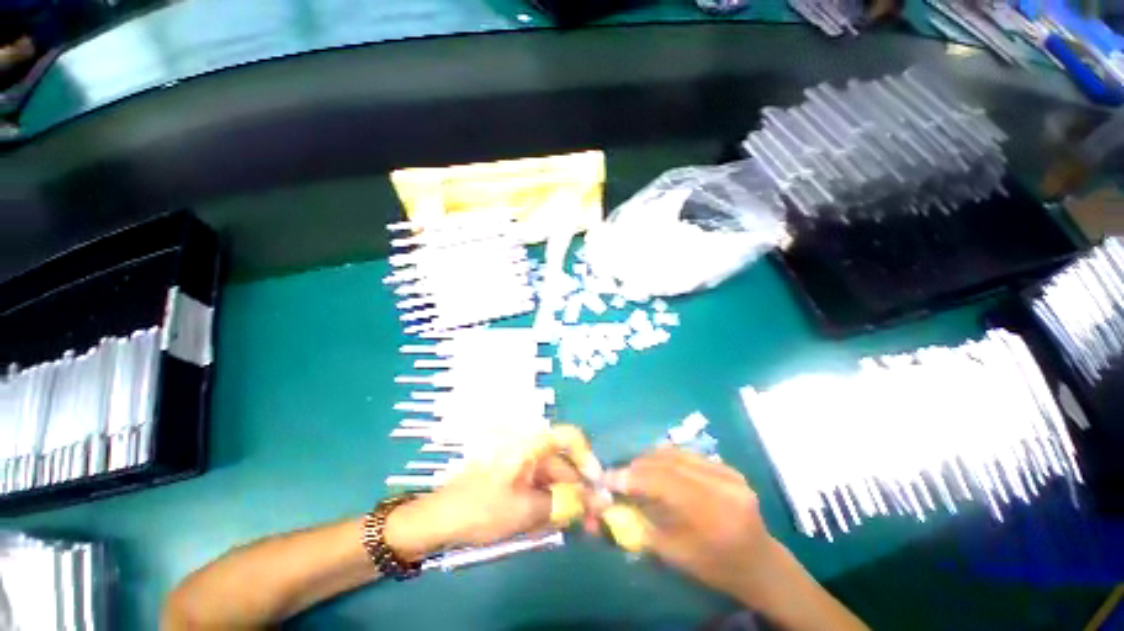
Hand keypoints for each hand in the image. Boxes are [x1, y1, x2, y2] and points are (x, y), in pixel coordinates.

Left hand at [386, 425, 599, 559]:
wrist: (437, 520)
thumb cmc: (481, 507)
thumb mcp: (525, 509)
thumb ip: (563, 504)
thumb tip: (596, 501)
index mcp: (531, 445)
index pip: (569, 437)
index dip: (586, 457)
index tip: (595, 485)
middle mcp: (529, 449)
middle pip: (563, 464)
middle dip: (576, 492)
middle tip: (588, 521)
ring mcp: (521, 465)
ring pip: (552, 480)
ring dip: (561, 503)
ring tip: (562, 527)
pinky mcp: (514, 479)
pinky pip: (539, 489)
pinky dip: (545, 506)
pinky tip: (541, 525)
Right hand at [603, 449, 778, 604]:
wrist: (760, 564)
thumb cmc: (715, 568)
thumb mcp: (674, 555)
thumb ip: (641, 523)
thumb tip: (610, 500)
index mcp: (714, 516)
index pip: (663, 482)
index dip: (631, 477)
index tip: (607, 478)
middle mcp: (724, 486)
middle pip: (668, 462)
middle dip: (637, 466)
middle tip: (619, 474)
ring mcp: (729, 473)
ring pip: (676, 454)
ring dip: (650, 459)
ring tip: (635, 470)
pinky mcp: (728, 467)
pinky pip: (687, 455)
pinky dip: (666, 459)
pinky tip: (657, 468)